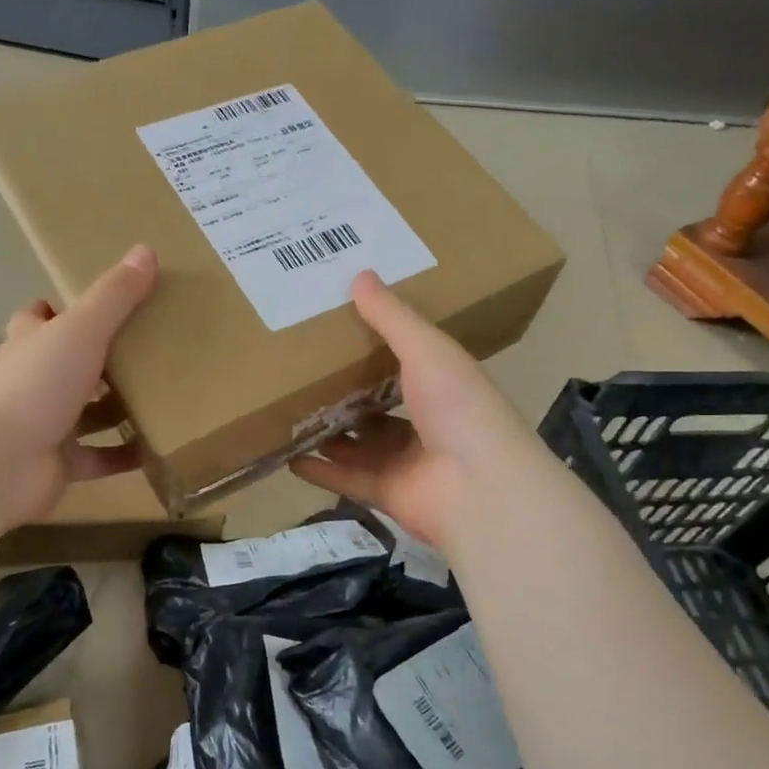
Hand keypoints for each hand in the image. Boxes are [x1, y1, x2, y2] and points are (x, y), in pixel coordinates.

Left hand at [0, 244, 158, 527]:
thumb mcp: (80, 331)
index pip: (40, 317)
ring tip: (166, 396)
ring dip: (119, 408)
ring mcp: (44, 425)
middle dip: (103, 359)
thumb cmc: (34, 385)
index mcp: (30, 343)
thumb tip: (146, 250)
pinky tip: (159, 446)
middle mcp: (33, 381)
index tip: (107, 306)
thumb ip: (114, 296)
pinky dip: (126, 453)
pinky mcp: (59, 464)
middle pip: (68, 364)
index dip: (65, 309)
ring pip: (87, 413)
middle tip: (152, 351)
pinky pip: (100, 457)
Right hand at [291, 272, 544, 549]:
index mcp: (442, 384)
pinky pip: (346, 479)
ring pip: (359, 444)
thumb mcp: (427, 350)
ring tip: (288, 411)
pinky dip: (320, 471)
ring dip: (329, 431)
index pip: (407, 362)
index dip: (377, 346)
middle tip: (302, 372)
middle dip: (345, 392)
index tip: (339, 327)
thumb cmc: (459, 407)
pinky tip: (289, 457)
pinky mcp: (386, 493)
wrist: (479, 487)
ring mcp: (405, 461)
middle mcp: (426, 422)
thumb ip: (392, 318)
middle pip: (378, 405)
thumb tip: (360, 276)